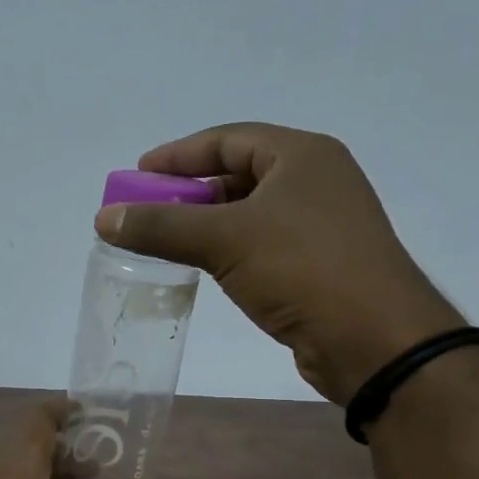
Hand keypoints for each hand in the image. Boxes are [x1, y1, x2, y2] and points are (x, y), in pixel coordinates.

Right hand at [96, 123, 465, 404]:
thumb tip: (104, 217)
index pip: (229, 140)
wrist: (374, 339)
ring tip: (166, 239)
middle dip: (189, 191)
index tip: (138, 174)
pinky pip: (261, 243)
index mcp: (302, 156)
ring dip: (206, 222)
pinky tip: (204, 265)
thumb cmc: (302, 269)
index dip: (179, 155)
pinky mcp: (319, 263)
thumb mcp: (224, 240)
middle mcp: (315, 181)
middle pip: (238, 174)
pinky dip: (227, 248)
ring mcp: (321, 224)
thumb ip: (161, 226)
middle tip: (147, 210)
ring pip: (249, 212)